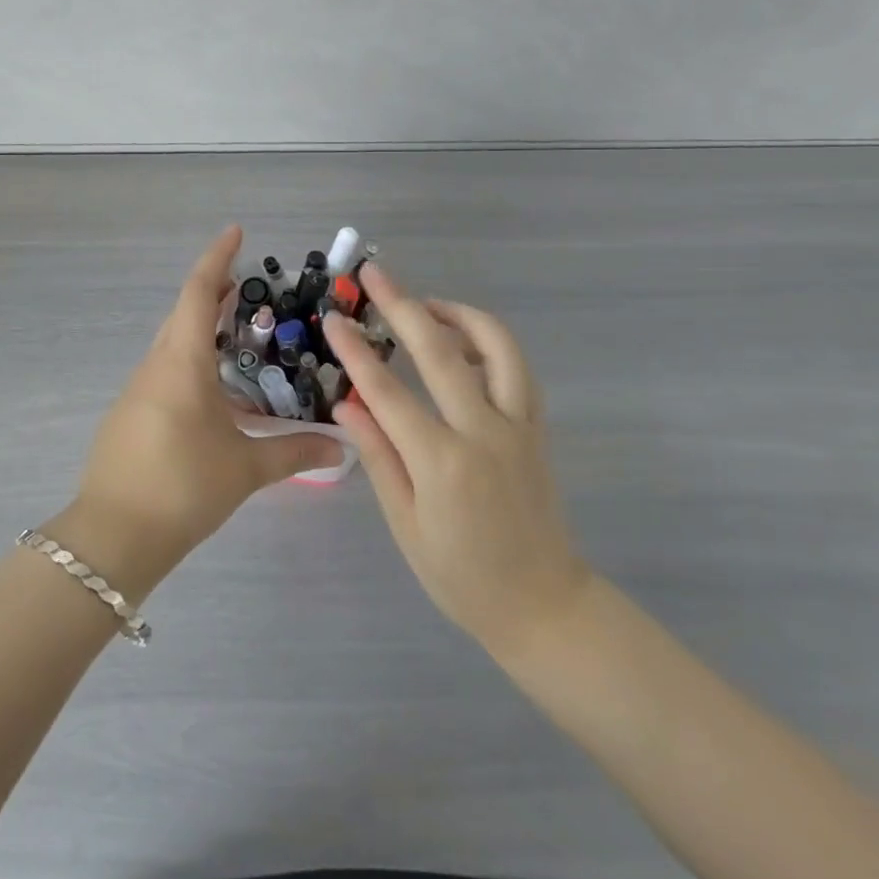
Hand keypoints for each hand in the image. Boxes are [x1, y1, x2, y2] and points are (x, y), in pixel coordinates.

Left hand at [60, 226, 344, 589]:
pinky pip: (165, 371)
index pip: (198, 292)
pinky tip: (215, 393)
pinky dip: (191, 363)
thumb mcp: (245, 468)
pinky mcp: (130, 414)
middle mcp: (156, 365)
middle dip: (215, 293)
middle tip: (253, 292)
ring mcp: (137, 390)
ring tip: (242, 339)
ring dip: (203, 331)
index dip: (217, 257)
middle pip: (184, 313)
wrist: (113, 536)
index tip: (236, 232)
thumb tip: (339, 448)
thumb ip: (294, 451)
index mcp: (181, 361)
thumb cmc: (182, 487)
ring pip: (173, 343)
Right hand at [325, 263, 592, 658]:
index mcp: (442, 462)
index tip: (334, 319)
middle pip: (440, 351)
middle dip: (403, 305)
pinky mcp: (537, 427)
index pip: (388, 391)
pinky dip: (489, 342)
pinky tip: (463, 341)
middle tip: (374, 274)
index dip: (356, 351)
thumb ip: (378, 455)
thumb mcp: (405, 524)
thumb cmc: (461, 576)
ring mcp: (518, 425)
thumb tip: (347, 402)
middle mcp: (484, 432)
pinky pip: (517, 368)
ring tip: (425, 303)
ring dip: (457, 313)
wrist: (544, 604)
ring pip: (496, 346)